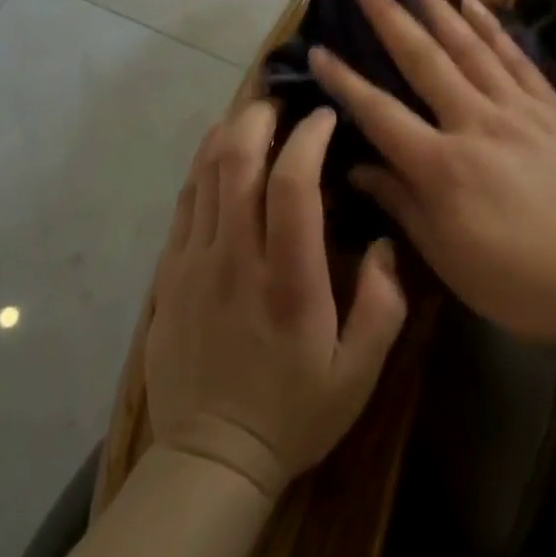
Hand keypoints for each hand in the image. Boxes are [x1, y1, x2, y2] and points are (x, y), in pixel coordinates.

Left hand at [146, 101, 406, 499]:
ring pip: (205, 173)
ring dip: (229, 131)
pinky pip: (184, 200)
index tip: (324, 117)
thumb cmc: (295, 412)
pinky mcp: (169, 272)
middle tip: (282, 100)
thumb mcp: (361, 373)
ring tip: (253, 113)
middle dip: (260, 116)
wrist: (211, 457)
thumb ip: (383, 303)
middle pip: (238, 162)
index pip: (292, 185)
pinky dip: (202, 164)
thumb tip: (386, 240)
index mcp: (287, 281)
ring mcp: (194, 262)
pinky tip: (219, 151)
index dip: (308, 138)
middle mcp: (235, 259)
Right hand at [309, 0, 555, 359]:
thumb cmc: (522, 283)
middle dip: (388, 17)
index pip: (380, 113)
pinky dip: (492, 27)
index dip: (344, 81)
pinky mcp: (554, 109)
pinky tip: (472, 2)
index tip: (318, 48)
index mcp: (442, 167)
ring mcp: (519, 110)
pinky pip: (516, 58)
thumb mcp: (450, 259)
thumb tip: (358, 168)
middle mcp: (475, 124)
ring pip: (469, 47)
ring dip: (436, 6)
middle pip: (423, 61)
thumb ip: (402, 204)